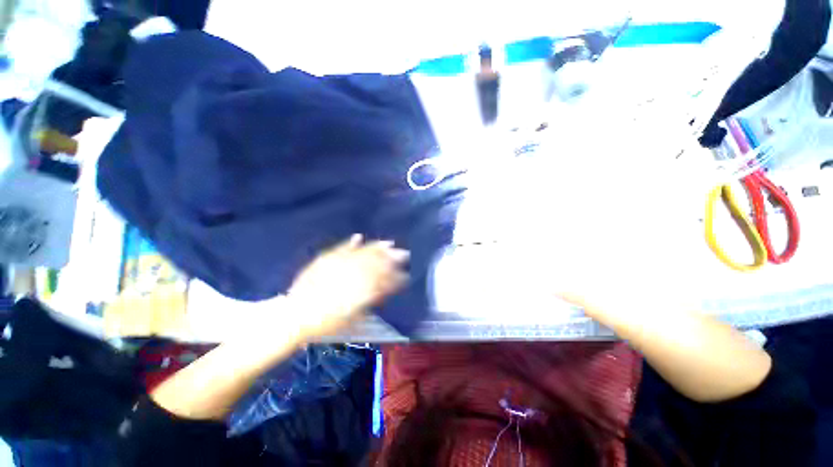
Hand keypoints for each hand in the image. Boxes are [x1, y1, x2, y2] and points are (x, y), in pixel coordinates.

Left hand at [286, 234, 409, 338]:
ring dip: (377, 248)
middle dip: (392, 257)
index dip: (396, 276)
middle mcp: (353, 275)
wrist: (296, 316)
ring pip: (363, 253)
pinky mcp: (326, 260)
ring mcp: (339, 265)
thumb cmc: (326, 322)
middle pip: (377, 263)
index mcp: (362, 291)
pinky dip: (351, 243)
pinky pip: (341, 249)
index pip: (384, 280)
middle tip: (403, 253)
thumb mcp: (353, 317)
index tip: (404, 273)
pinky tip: (358, 236)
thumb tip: (383, 290)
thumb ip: (370, 301)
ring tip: (388, 243)